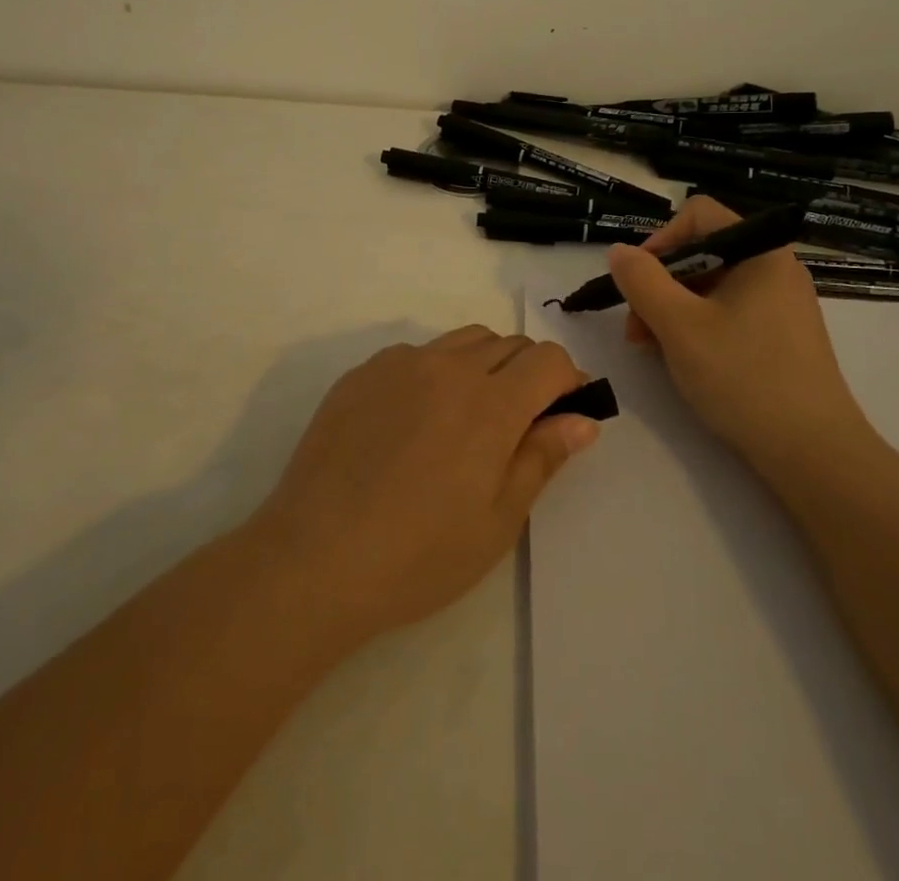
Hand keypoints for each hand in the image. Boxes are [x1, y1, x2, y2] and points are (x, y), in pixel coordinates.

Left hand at [248, 326, 598, 643]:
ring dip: (483, 365)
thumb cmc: (420, 554)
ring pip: (462, 341)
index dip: (567, 379)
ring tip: (467, 418)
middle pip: (508, 343)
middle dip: (528, 372)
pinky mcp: (362, 373)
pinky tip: (414, 422)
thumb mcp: (498, 520)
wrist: (315, 557)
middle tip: (518, 423)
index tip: (565, 411)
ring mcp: (400, 364)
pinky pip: (415, 355)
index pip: (547, 359)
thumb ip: (542, 458)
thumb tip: (583, 420)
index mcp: (491, 403)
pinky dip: (434, 373)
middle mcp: (448, 367)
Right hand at [607, 196, 874, 466]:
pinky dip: (698, 329)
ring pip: (711, 288)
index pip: (698, 215)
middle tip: (636, 328)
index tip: (637, 281)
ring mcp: (781, 305)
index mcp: (760, 252)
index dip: (660, 240)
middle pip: (702, 252)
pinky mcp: (781, 338)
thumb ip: (641, 281)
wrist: (814, 454)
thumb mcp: (679, 325)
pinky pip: (729, 315)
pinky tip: (682, 361)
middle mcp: (775, 269)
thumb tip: (618, 251)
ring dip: (672, 310)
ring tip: (650, 350)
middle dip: (659, 285)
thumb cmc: (744, 377)